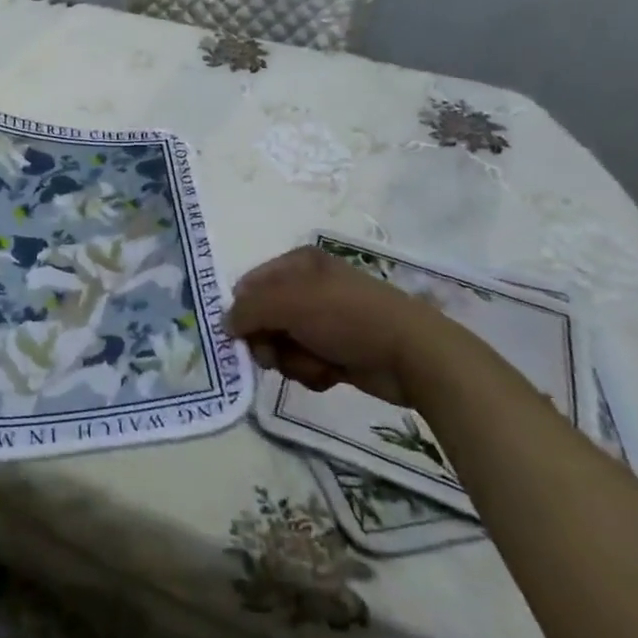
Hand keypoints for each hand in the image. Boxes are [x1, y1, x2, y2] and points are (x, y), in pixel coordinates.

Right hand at [226, 245, 461, 406]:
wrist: (412, 354)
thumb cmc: (346, 317)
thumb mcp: (288, 303)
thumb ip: (248, 310)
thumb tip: (225, 324)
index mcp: (298, 263)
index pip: (250, 284)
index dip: (243, 310)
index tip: (243, 334)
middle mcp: (309, 287)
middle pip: (263, 318)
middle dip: (268, 341)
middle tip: (275, 355)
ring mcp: (325, 320)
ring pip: (282, 344)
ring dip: (292, 360)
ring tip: (315, 363)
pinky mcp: (338, 350)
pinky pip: (305, 362)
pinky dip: (312, 371)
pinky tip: (331, 374)